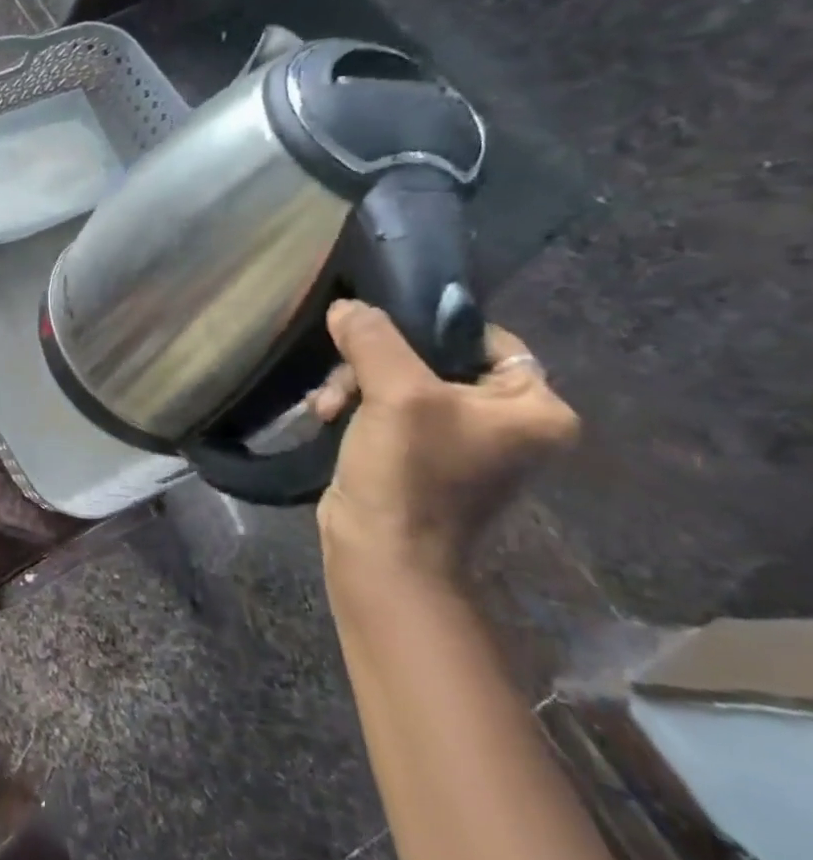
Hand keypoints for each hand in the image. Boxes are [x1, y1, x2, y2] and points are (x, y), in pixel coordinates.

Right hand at [310, 300, 578, 588]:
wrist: (384, 554)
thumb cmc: (410, 473)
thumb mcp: (395, 394)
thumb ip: (374, 339)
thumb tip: (347, 305)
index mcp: (534, 409)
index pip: (486, 339)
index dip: (429, 328)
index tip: (378, 331)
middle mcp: (506, 424)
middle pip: (432, 360)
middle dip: (374, 366)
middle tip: (342, 382)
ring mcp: (460, 444)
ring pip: (400, 384)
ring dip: (354, 387)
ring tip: (326, 407)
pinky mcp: (418, 459)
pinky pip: (386, 411)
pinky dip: (354, 409)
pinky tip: (326, 417)